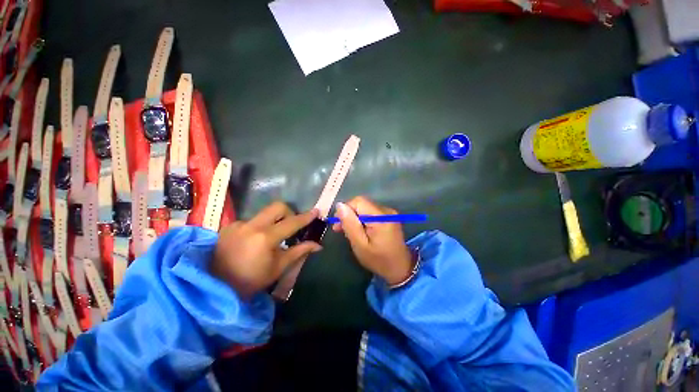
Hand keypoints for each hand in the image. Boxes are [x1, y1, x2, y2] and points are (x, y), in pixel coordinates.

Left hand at [211, 202, 321, 298]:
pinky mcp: (229, 226)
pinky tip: (254, 240)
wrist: (215, 287)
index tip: (316, 211)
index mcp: (265, 238)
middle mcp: (251, 226)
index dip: (306, 217)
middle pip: (277, 206)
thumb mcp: (278, 267)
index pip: (292, 222)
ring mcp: (238, 224)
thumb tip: (318, 245)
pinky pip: (252, 220)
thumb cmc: (251, 280)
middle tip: (291, 225)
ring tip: (271, 237)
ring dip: (273, 221)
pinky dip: (259, 226)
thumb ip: (299, 251)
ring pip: (264, 213)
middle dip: (289, 212)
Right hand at [332, 196, 412, 285]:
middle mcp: (386, 210)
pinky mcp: (390, 216)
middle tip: (340, 229)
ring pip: (365, 207)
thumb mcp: (360, 245)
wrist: (400, 268)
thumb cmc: (378, 260)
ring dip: (355, 217)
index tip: (338, 223)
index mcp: (380, 217)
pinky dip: (363, 219)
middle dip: (349, 214)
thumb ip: (350, 224)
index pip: (358, 201)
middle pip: (362, 203)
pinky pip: (371, 212)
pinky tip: (360, 230)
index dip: (346, 209)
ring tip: (349, 232)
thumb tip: (340, 205)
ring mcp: (389, 213)